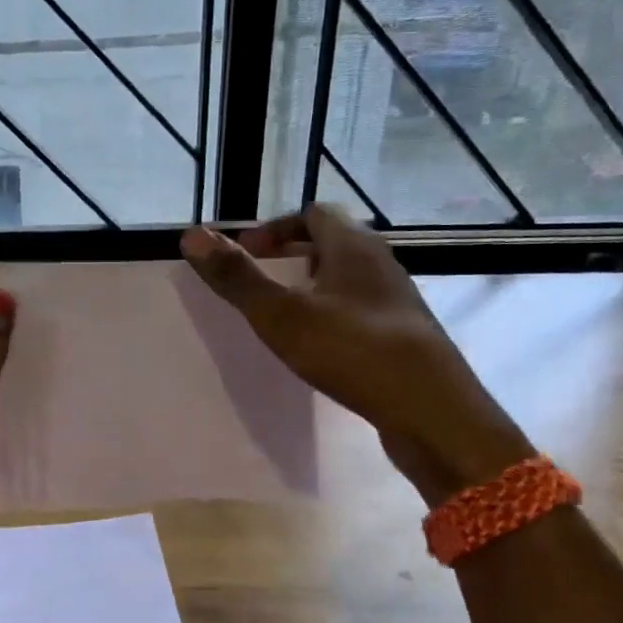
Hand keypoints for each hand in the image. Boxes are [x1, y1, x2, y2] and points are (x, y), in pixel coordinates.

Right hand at [181, 205, 532, 503]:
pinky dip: (333, 315)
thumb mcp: (282, 314)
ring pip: (348, 278)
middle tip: (262, 282)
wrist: (431, 410)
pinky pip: (361, 309)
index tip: (247, 253)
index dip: (276, 227)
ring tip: (285, 316)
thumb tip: (192, 235)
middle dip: (292, 255)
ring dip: (314, 286)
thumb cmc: (352, 350)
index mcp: (353, 246)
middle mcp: (381, 263)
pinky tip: (320, 347)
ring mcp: (396, 300)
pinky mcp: (404, 335)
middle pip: (333, 242)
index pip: (313, 212)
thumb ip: (237, 277)